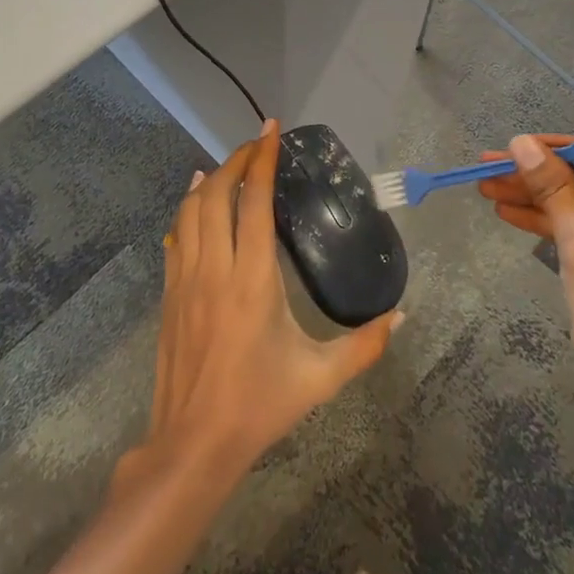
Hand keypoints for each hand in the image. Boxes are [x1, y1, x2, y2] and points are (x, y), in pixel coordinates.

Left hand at [132, 120, 401, 479]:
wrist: (193, 444)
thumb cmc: (259, 406)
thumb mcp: (321, 379)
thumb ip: (365, 346)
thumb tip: (403, 315)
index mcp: (253, 280)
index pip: (255, 202)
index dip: (263, 159)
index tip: (271, 128)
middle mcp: (215, 269)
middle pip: (216, 194)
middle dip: (235, 160)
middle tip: (256, 145)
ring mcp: (186, 280)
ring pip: (190, 210)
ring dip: (209, 180)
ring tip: (230, 164)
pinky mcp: (169, 293)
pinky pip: (176, 236)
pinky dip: (186, 208)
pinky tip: (194, 199)